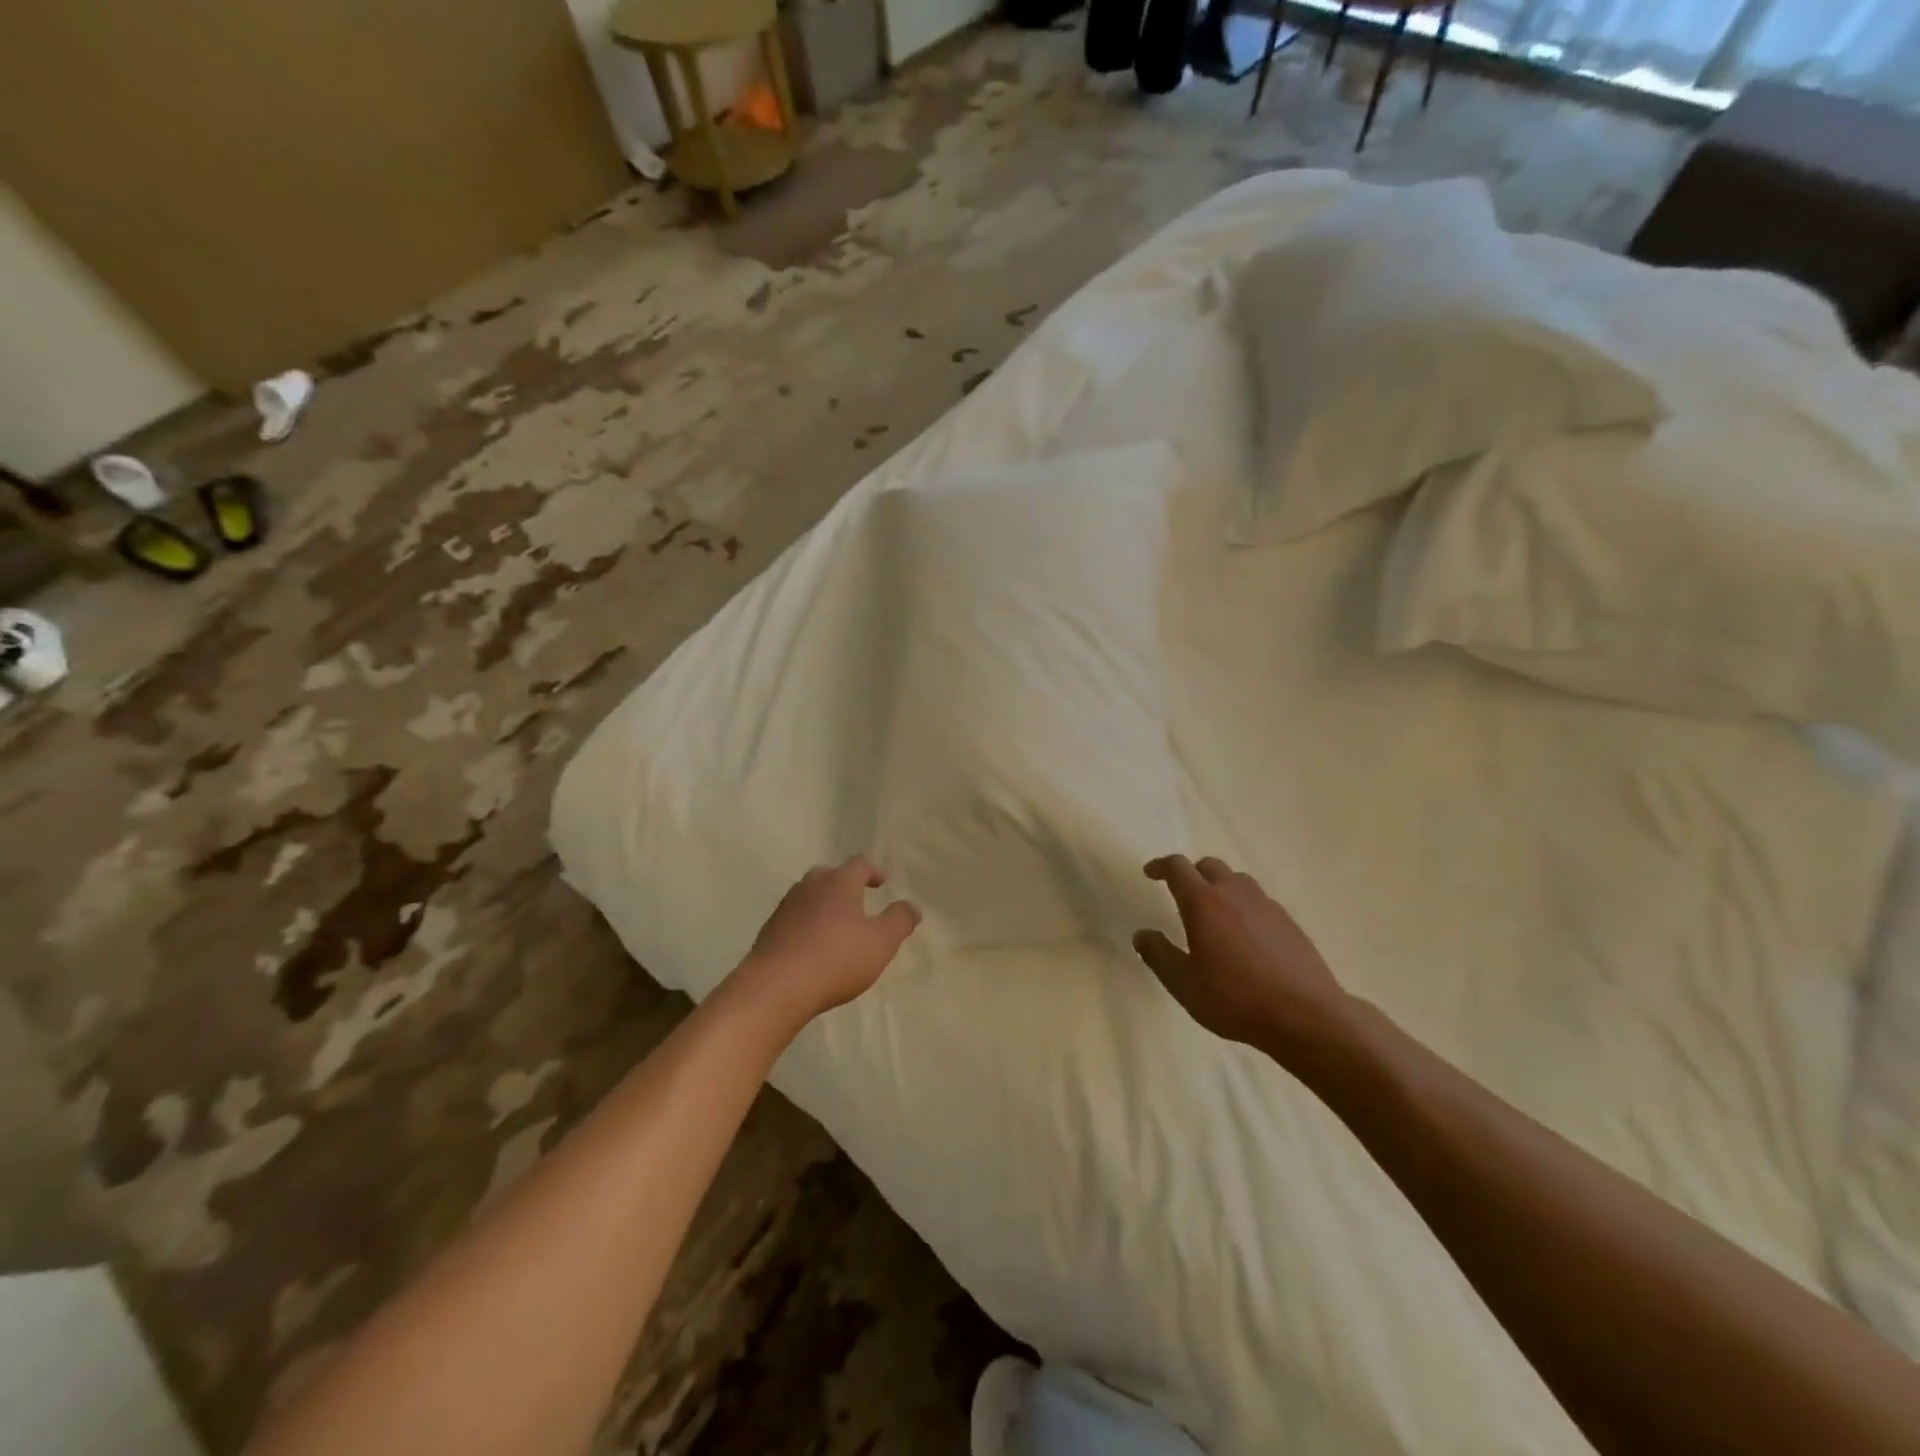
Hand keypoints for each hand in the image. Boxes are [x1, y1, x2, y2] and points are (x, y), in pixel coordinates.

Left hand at [729, 857, 921, 1029]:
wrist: (776, 986)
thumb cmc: (836, 959)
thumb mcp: (881, 943)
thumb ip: (899, 921)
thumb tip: (912, 906)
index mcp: (839, 883)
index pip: (859, 865)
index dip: (872, 871)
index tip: (882, 882)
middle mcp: (810, 887)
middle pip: (829, 875)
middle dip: (844, 884)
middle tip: (857, 898)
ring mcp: (786, 907)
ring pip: (808, 895)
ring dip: (823, 903)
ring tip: (835, 923)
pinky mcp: (769, 930)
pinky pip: (793, 918)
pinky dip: (806, 923)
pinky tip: (811, 944)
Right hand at [1133, 854, 1355, 1054]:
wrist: (1306, 1015)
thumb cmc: (1235, 999)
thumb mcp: (1184, 984)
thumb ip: (1158, 955)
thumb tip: (1142, 934)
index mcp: (1203, 902)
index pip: (1177, 867)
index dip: (1160, 866)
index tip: (1150, 872)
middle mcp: (1234, 893)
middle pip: (1209, 865)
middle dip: (1191, 872)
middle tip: (1181, 892)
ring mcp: (1266, 905)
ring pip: (1237, 880)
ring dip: (1220, 886)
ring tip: (1214, 911)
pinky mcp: (1288, 922)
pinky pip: (1259, 901)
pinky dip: (1244, 906)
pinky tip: (1245, 934)